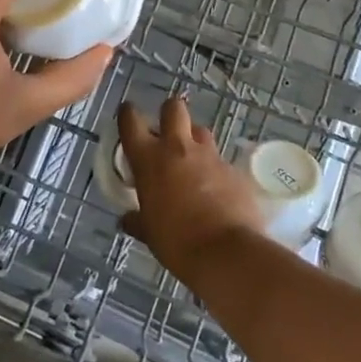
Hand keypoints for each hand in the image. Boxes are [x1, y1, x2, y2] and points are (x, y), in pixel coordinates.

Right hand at [117, 97, 265, 280]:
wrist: (227, 253)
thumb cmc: (177, 242)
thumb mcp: (149, 233)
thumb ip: (137, 220)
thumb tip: (127, 219)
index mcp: (149, 159)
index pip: (131, 121)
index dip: (127, 114)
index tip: (127, 114)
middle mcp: (178, 148)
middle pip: (173, 108)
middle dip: (169, 113)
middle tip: (167, 133)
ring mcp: (209, 156)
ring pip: (200, 131)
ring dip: (194, 140)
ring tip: (192, 161)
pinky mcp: (233, 169)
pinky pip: (221, 160)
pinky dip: (215, 170)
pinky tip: (216, 190)